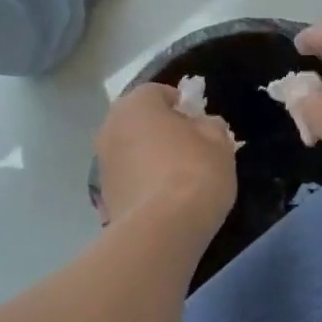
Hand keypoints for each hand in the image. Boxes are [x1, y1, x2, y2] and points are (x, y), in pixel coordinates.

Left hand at [94, 84, 237, 237]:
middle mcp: (110, 127)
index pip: (157, 92)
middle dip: (160, 129)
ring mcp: (102, 163)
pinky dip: (142, 182)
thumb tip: (202, 126)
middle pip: (139, 121)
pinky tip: (164, 198)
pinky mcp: (103, 196)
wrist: (163, 229)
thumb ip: (210, 125)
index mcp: (136, 105)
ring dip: (148, 156)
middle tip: (189, 146)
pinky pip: (128, 178)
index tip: (198, 121)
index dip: (180, 104)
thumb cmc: (194, 172)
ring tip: (176, 176)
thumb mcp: (219, 142)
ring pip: (131, 150)